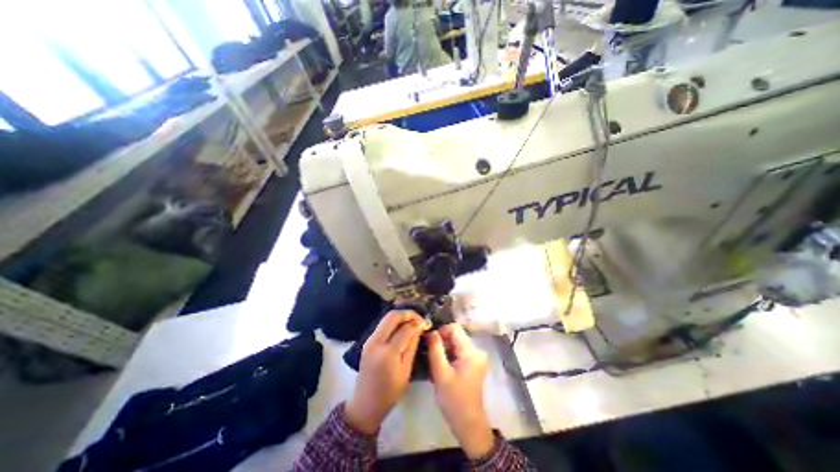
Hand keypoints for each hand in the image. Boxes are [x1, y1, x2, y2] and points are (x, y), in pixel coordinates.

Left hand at [344, 309, 429, 435]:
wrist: (365, 404)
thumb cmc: (390, 392)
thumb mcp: (406, 371)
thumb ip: (412, 346)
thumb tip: (419, 328)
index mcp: (387, 353)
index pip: (405, 329)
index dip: (417, 323)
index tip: (426, 324)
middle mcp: (376, 341)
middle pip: (393, 316)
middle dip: (408, 314)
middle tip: (419, 319)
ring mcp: (369, 339)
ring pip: (386, 317)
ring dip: (401, 316)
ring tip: (413, 322)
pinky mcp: (368, 340)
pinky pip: (382, 324)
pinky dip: (394, 322)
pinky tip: (402, 328)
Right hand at [427, 323, 492, 458]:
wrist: (469, 423)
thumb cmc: (453, 399)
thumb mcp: (440, 373)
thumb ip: (435, 349)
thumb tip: (431, 331)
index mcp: (471, 351)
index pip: (454, 328)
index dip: (441, 331)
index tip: (430, 342)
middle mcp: (477, 350)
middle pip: (457, 335)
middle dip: (442, 340)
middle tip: (431, 353)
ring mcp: (477, 356)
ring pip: (457, 342)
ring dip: (445, 347)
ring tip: (436, 360)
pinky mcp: (475, 362)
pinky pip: (460, 350)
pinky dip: (450, 353)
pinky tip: (443, 364)